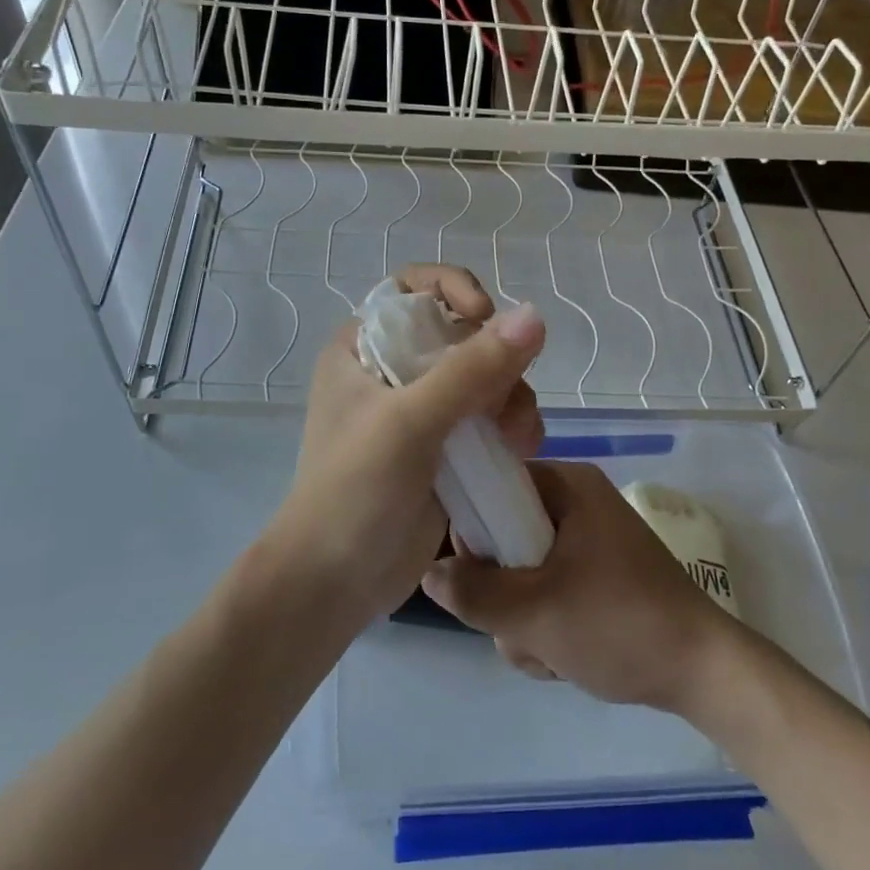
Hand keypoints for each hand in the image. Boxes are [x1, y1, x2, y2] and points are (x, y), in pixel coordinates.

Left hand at [272, 265, 544, 623]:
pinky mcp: (444, 447)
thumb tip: (535, 316)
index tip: (483, 316)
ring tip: (518, 440)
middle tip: (508, 402)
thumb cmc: (354, 491)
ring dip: (512, 399)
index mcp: (363, 347)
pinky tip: (519, 451)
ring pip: (486, 377)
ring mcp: (421, 410)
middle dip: (496, 361)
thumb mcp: (409, 423)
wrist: (335, 581)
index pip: (415, 288)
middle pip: (462, 334)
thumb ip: (471, 370)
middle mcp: (392, 370)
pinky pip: (490, 417)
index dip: (454, 290)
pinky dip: (511, 427)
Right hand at [422, 460, 740, 713]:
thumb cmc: (617, 625)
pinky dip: (547, 625)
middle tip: (518, 626)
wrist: (702, 673)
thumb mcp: (534, 613)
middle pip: (506, 536)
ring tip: (548, 651)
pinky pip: (550, 591)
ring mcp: (591, 543)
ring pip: (525, 572)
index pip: (495, 486)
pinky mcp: (600, 577)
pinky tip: (563, 658)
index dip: (473, 529)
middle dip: (503, 594)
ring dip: (523, 620)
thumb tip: (428, 572)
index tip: (470, 576)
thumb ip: (473, 592)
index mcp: (568, 486)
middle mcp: (578, 504)